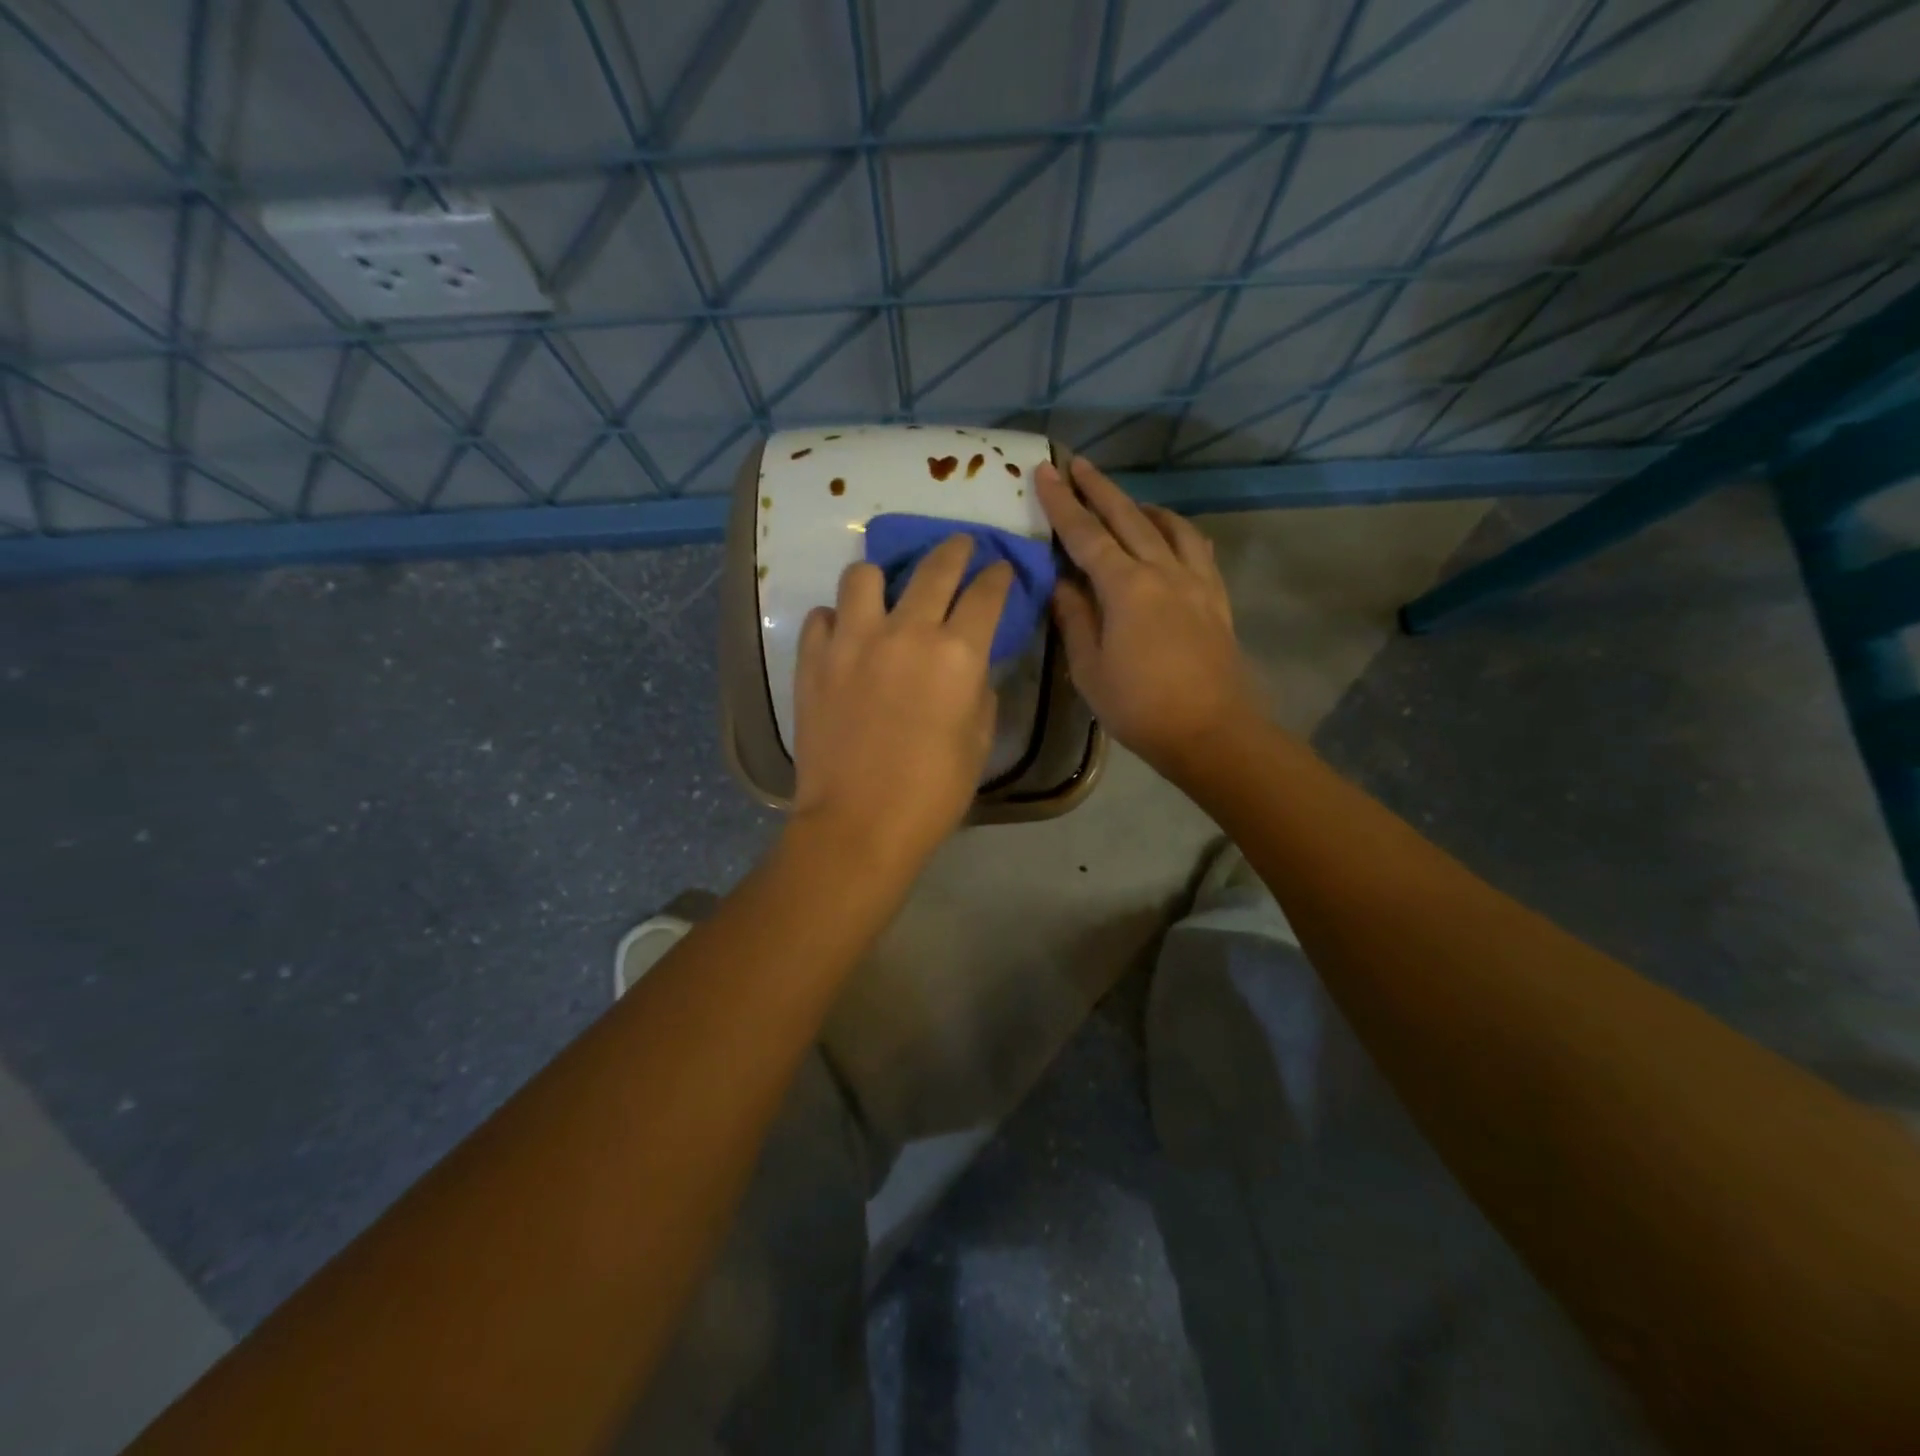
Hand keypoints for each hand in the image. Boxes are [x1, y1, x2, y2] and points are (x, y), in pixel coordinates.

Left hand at [790, 535, 1011, 866]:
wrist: (858, 824)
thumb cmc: (932, 792)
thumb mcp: (978, 740)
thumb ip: (979, 689)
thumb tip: (970, 664)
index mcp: (957, 653)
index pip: (986, 593)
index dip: (998, 576)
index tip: (1000, 568)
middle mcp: (906, 632)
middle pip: (935, 567)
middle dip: (955, 549)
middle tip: (959, 546)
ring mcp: (852, 641)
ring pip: (864, 575)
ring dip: (882, 579)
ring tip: (885, 595)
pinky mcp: (813, 659)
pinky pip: (823, 617)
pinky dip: (837, 620)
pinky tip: (845, 638)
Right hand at [1038, 456, 1253, 774]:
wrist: (1211, 731)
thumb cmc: (1139, 706)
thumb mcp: (1089, 668)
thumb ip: (1074, 618)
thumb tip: (1062, 582)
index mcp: (1126, 587)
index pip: (1086, 534)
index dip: (1062, 503)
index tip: (1045, 471)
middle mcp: (1162, 570)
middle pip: (1127, 517)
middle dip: (1099, 488)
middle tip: (1077, 463)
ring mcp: (1195, 581)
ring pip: (1168, 526)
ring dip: (1141, 506)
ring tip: (1124, 500)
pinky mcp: (1215, 598)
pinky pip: (1197, 548)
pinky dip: (1177, 531)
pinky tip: (1170, 535)